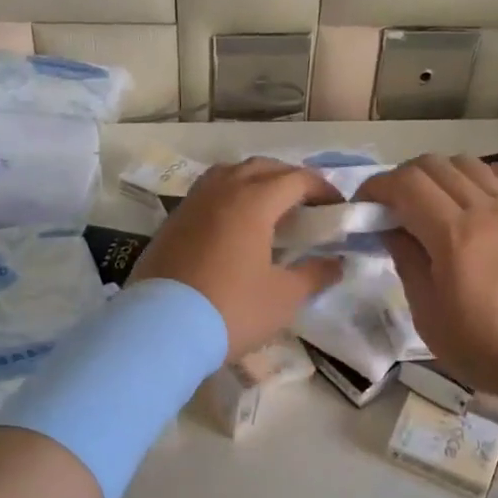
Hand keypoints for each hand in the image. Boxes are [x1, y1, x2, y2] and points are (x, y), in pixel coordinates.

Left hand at [132, 157, 343, 359]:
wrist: (161, 329)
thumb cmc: (231, 309)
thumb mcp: (283, 297)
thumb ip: (314, 275)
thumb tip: (336, 263)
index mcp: (253, 201)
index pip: (296, 179)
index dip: (322, 189)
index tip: (337, 208)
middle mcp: (221, 191)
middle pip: (262, 167)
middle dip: (289, 179)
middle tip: (306, 205)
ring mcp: (192, 204)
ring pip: (229, 174)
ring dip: (254, 181)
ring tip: (268, 209)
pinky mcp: (171, 222)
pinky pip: (207, 194)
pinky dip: (228, 197)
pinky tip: (233, 226)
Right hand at [361, 154, 497, 403]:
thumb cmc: (486, 348)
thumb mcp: (429, 316)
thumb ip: (407, 263)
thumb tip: (390, 229)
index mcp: (454, 235)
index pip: (406, 184)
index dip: (376, 187)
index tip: (361, 206)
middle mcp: (485, 209)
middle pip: (433, 164)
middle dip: (401, 178)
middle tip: (389, 208)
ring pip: (467, 162)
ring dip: (438, 174)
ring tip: (428, 204)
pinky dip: (479, 175)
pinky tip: (472, 199)